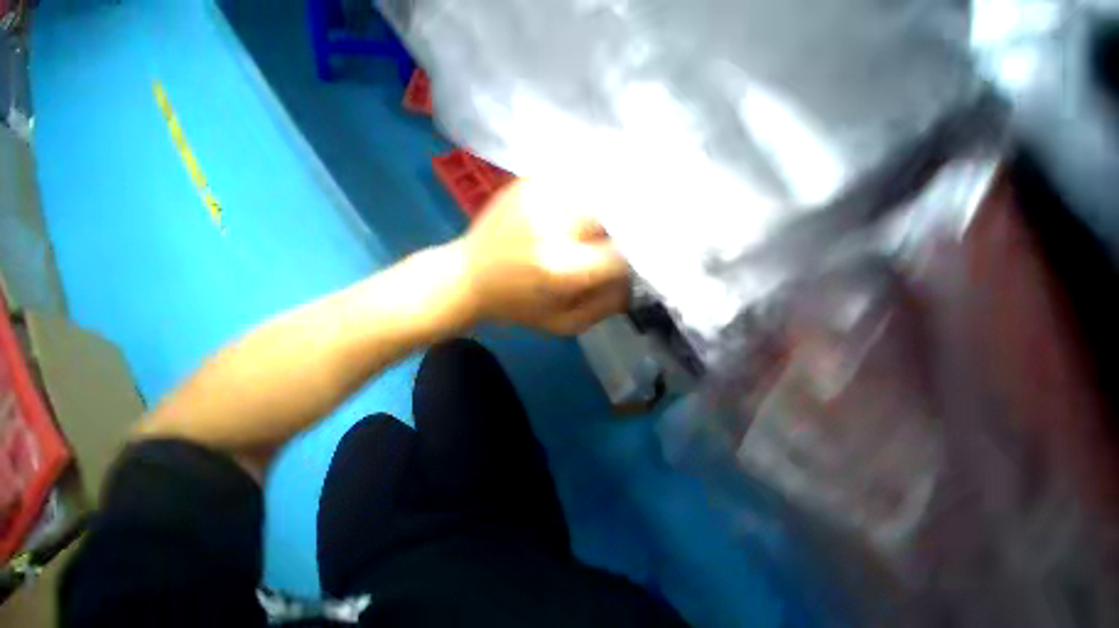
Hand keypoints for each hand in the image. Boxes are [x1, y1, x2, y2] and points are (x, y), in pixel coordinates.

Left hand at [456, 180, 630, 334]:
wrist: (466, 276)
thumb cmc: (516, 307)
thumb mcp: (563, 324)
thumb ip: (604, 305)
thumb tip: (633, 279)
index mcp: (560, 267)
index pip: (621, 255)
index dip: (635, 259)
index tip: (635, 264)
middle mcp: (552, 225)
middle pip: (613, 213)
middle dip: (626, 228)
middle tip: (624, 241)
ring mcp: (538, 195)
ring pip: (597, 192)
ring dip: (608, 209)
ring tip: (602, 226)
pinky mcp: (528, 181)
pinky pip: (575, 183)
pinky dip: (587, 197)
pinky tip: (580, 212)